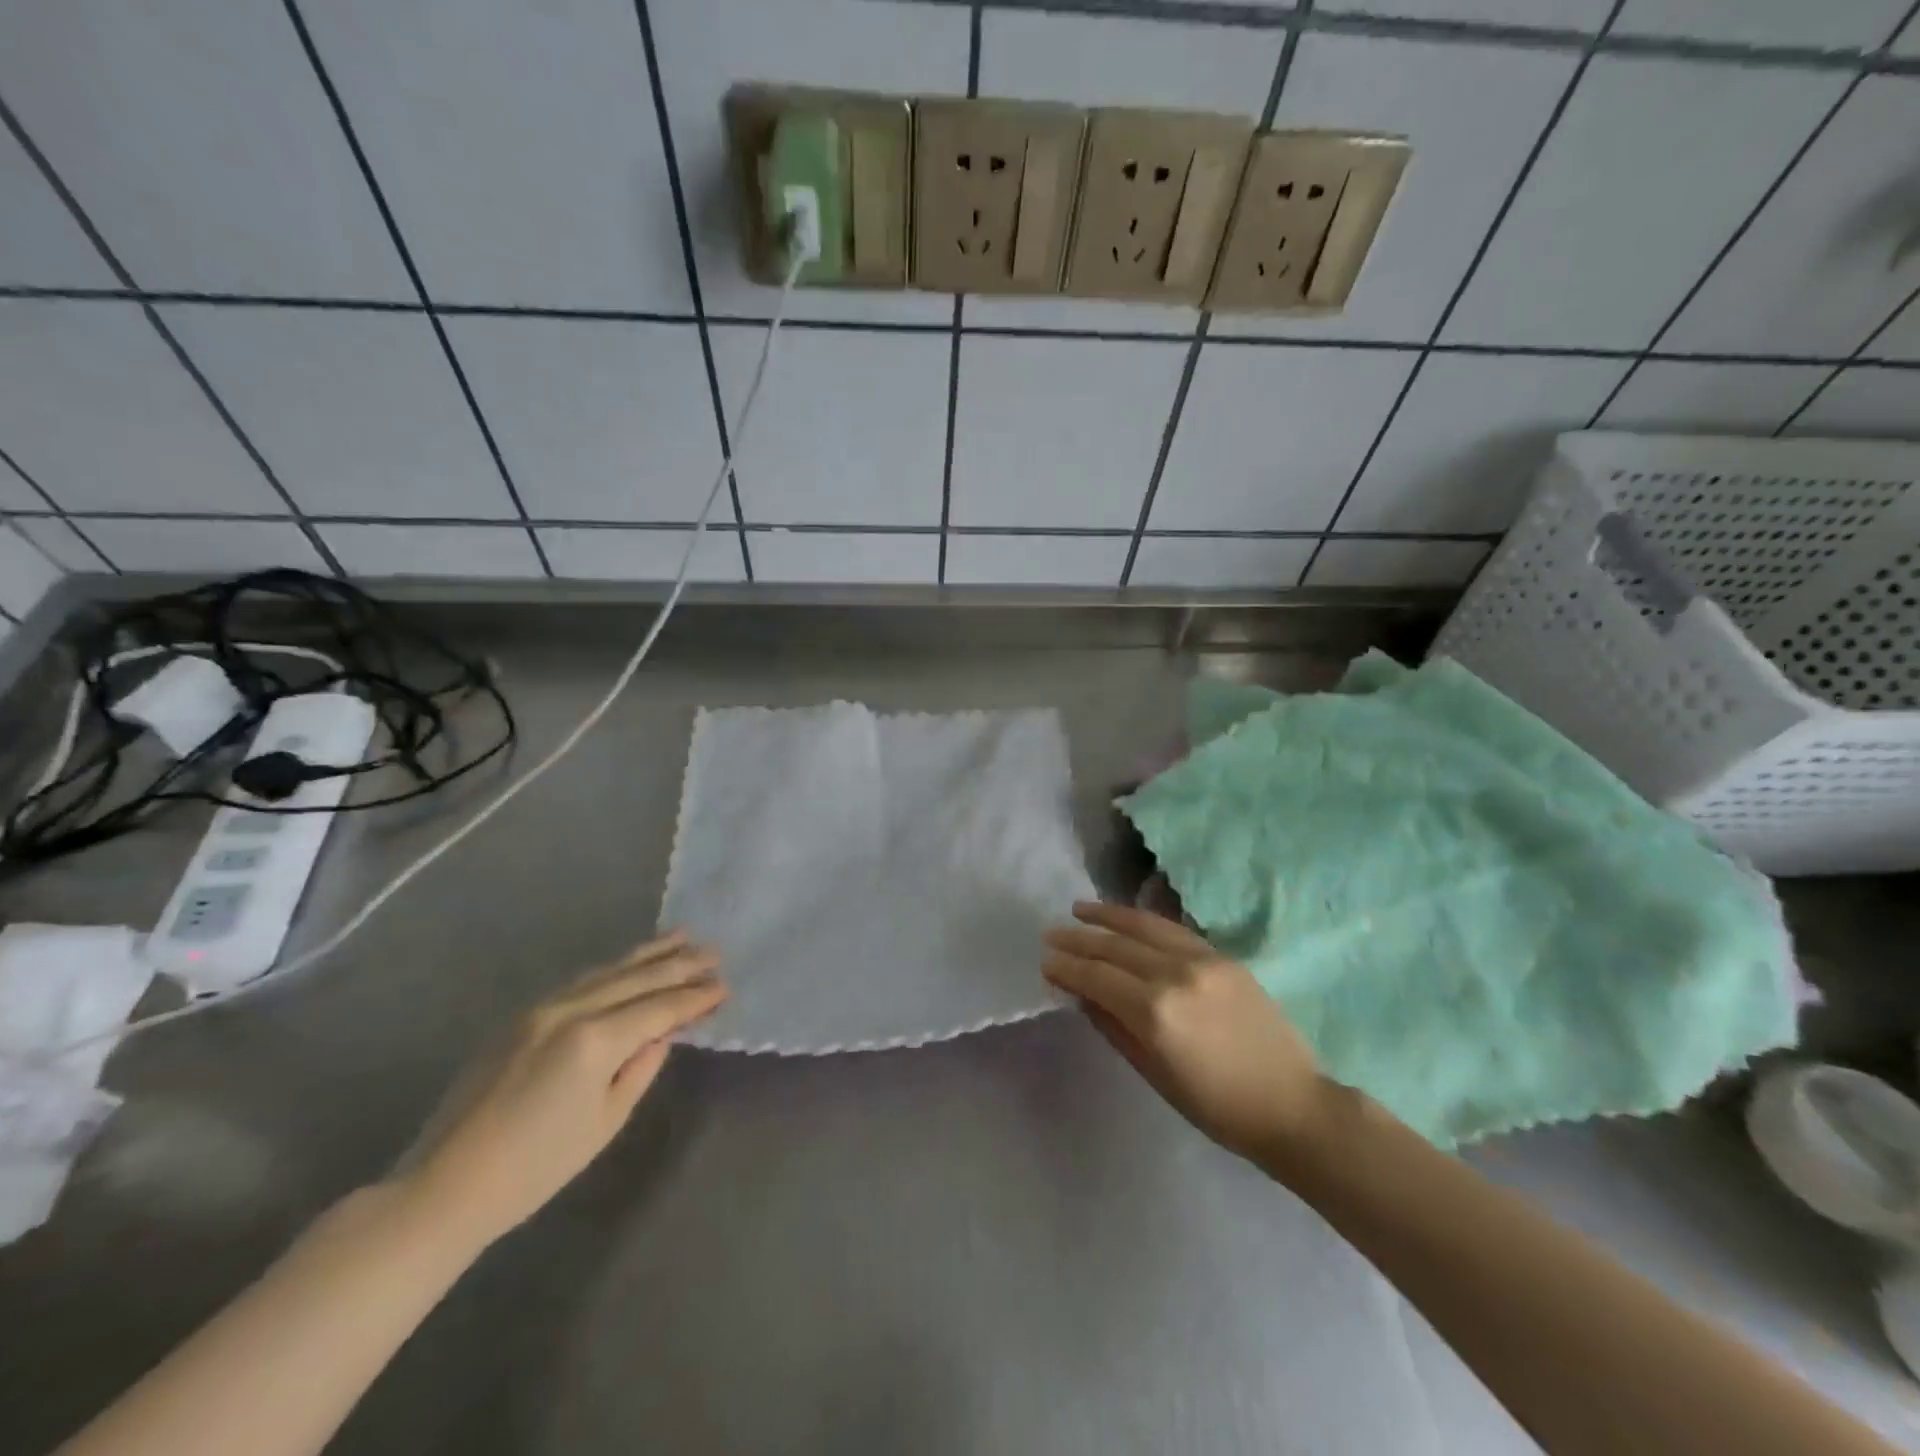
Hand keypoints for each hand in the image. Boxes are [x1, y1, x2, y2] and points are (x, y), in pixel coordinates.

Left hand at [400, 932, 725, 1248]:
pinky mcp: (522, 1016)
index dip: (695, 998)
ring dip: (648, 955)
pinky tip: (630, 963)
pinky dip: (613, 968)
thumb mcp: (605, 1122)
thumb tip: (663, 1034)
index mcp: (595, 1041)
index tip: (724, 986)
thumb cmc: (536, 1168)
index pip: (659, 1009)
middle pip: (637, 979)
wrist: (444, 1186)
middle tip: (714, 952)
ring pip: (608, 971)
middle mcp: (571, 1011)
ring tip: (681, 937)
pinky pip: (581, 981)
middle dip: (679, 965)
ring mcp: (542, 1009)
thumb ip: (641, 1067)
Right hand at [1043, 902, 1327, 1164]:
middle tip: (1051, 935)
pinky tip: (1126, 918)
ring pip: (1143, 926)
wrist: (1291, 1103)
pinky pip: (1172, 929)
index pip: (1097, 978)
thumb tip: (1081, 994)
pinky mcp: (1222, 956)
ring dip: (1106, 916)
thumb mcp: (1154, 1074)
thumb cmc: (1216, 1106)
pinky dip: (1143, 919)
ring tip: (1079, 910)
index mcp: (1154, 1013)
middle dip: (1078, 940)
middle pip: (1115, 947)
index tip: (1045, 962)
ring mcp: (1201, 960)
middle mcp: (1174, 975)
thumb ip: (1113, 1026)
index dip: (1067, 968)